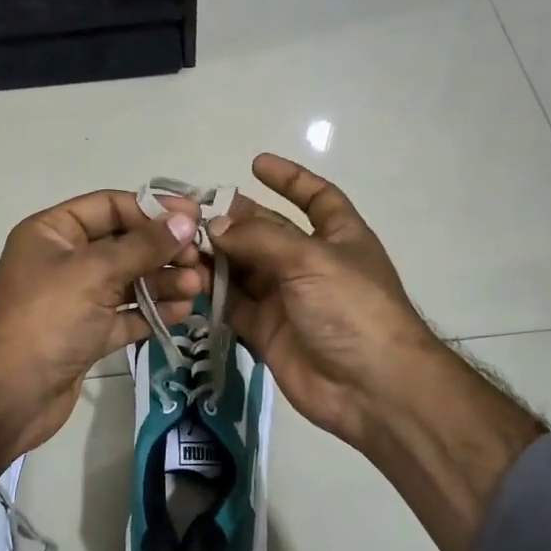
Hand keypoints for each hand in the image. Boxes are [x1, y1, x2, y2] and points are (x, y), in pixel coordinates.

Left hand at [0, 189, 203, 550]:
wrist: (8, 396)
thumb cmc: (47, 319)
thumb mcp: (95, 273)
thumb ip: (144, 246)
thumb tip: (186, 221)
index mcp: (52, 232)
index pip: (110, 206)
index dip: (153, 210)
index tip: (195, 219)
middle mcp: (63, 260)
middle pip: (123, 244)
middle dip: (163, 251)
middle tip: (201, 260)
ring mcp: (75, 300)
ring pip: (128, 281)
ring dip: (164, 282)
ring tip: (199, 287)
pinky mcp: (87, 334)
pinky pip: (126, 315)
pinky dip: (152, 312)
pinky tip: (184, 312)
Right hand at [208, 155, 444, 454]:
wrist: (370, 388)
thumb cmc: (351, 308)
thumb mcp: (310, 260)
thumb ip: (259, 240)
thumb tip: (215, 225)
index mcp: (338, 237)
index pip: (316, 198)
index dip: (290, 179)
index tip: (256, 163)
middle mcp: (311, 264)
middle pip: (268, 233)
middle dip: (236, 220)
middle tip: (193, 211)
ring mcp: (288, 299)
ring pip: (245, 269)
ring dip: (217, 256)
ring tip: (180, 243)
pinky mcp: (267, 331)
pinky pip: (234, 305)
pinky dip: (212, 292)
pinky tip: (186, 278)